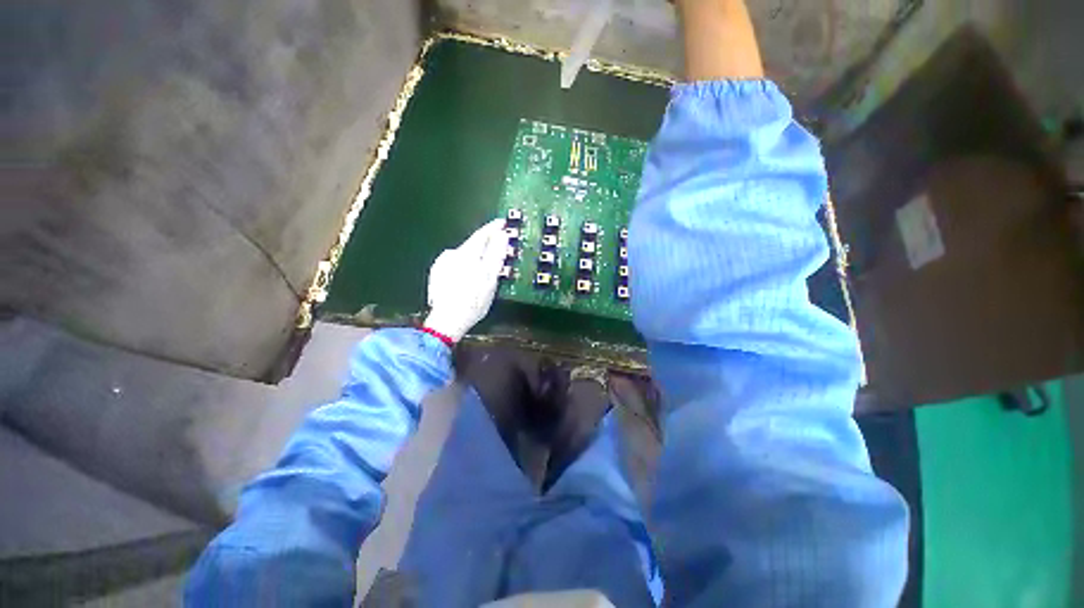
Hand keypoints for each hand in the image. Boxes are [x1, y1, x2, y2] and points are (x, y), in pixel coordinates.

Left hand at [423, 219, 508, 342]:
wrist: (446, 321)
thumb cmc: (473, 300)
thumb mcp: (489, 278)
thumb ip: (495, 255)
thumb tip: (502, 235)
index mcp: (466, 253)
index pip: (482, 234)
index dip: (493, 228)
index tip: (503, 222)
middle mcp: (452, 254)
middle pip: (472, 244)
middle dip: (486, 243)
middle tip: (499, 245)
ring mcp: (442, 264)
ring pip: (464, 254)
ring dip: (475, 255)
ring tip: (485, 264)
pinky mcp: (437, 275)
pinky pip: (456, 263)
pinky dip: (466, 264)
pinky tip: (468, 276)